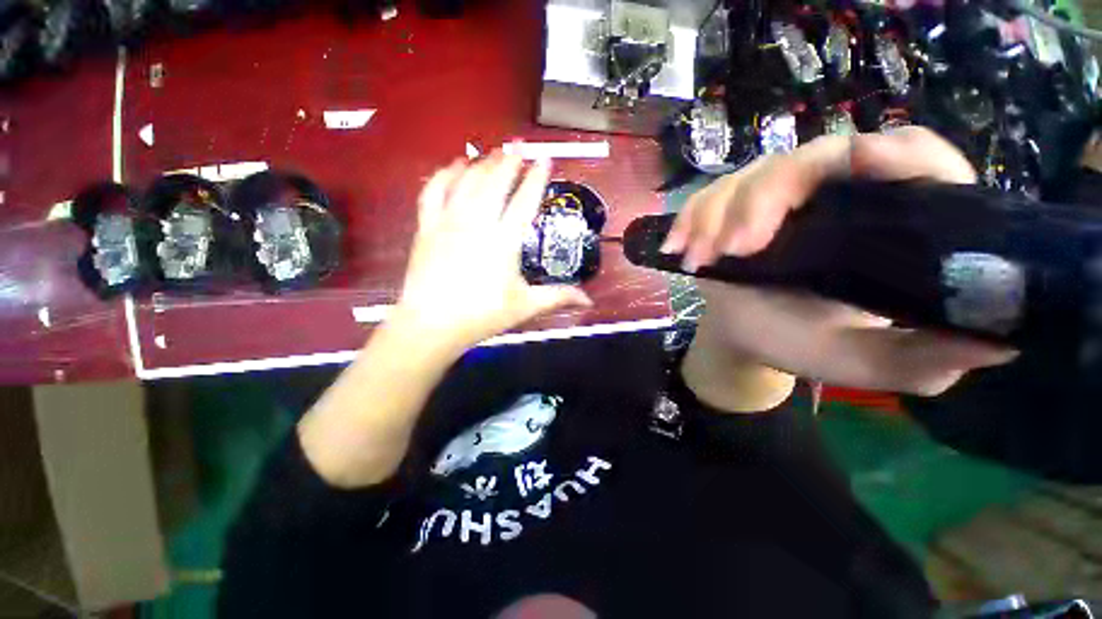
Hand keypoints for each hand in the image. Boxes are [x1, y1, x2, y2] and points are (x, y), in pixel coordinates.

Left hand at [394, 151, 591, 349]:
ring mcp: (449, 221)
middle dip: (509, 161)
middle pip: (496, 182)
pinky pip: (434, 191)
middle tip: (518, 145)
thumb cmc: (482, 315)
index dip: (537, 178)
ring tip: (493, 154)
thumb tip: (588, 299)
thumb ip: (558, 297)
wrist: (432, 324)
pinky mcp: (427, 227)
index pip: (525, 200)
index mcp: (504, 240)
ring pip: (467, 181)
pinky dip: (445, 174)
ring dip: (483, 164)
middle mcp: (478, 222)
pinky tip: (455, 166)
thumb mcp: (525, 306)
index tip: (545, 159)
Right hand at [666, 127, 1017, 396]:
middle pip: (814, 157)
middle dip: (768, 197)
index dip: (897, 153)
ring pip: (753, 174)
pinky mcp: (732, 207)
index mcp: (883, 221)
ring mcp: (775, 197)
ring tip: (699, 259)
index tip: (865, 164)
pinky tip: (678, 248)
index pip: (912, 160)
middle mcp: (832, 195)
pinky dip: (690, 218)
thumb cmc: (803, 343)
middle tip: (737, 248)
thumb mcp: (864, 361)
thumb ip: (923, 358)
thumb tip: (1004, 340)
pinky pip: (709, 196)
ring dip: (719, 214)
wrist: (747, 334)